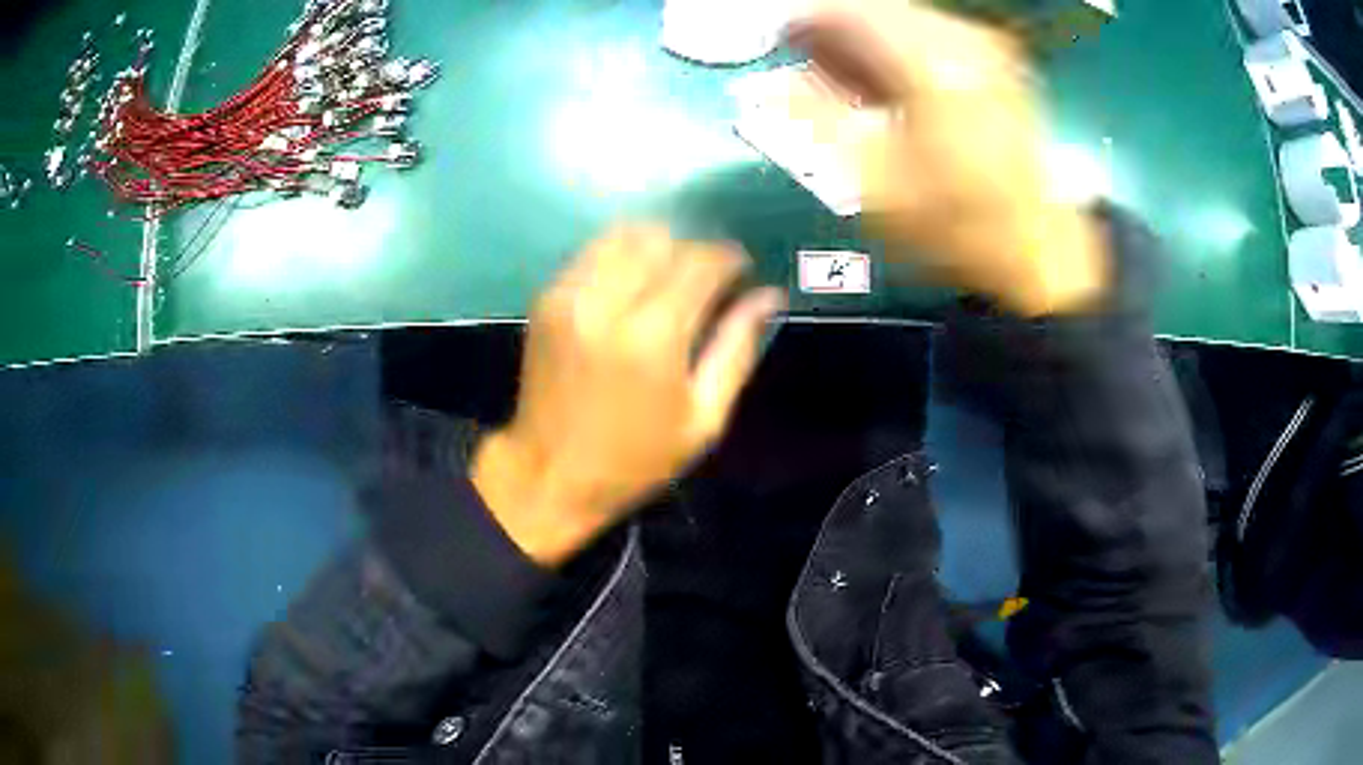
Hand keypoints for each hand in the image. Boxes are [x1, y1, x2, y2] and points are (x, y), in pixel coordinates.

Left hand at [472, 226, 784, 565]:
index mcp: (653, 336)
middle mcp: (607, 302)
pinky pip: (591, 252)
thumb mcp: (703, 419)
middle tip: (705, 281)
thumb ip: (737, 348)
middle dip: (693, 251)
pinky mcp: (546, 299)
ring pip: (623, 234)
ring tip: (668, 278)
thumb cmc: (635, 459)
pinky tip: (631, 287)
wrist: (549, 474)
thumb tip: (769, 296)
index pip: (701, 261)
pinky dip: (620, 257)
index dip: (729, 258)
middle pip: (662, 239)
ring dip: (655, 246)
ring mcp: (570, 296)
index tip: (741, 271)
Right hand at [784, 0, 1107, 315]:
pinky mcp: (1000, 65)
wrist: (1036, 249)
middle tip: (812, 64)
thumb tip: (769, 85)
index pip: (847, 12)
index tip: (781, 43)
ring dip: (870, 39)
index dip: (805, 23)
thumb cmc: (955, 224)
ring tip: (848, 78)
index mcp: (927, 64)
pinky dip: (904, 49)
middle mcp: (960, 42)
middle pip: (878, 9)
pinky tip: (891, 82)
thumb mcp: (873, 181)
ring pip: (907, 18)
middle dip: (838, 30)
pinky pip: (936, 35)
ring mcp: (986, 50)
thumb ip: (815, 119)